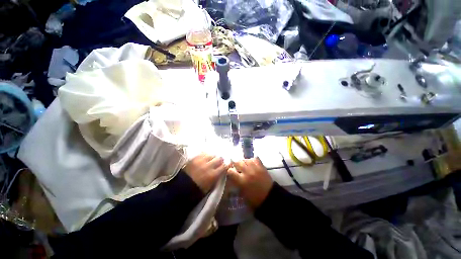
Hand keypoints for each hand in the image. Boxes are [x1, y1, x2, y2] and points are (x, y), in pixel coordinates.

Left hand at [183, 154, 227, 192]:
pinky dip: (206, 155)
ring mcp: (200, 161)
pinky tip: (205, 157)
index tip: (227, 165)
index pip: (224, 166)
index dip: (227, 165)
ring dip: (213, 157)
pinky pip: (203, 153)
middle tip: (219, 162)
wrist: (181, 188)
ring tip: (212, 159)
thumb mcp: (210, 186)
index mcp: (213, 175)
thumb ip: (217, 177)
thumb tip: (223, 170)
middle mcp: (208, 166)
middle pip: (219, 158)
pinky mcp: (194, 158)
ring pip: (211, 154)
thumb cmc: (197, 190)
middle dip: (220, 160)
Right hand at [227, 157, 272, 207]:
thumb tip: (232, 176)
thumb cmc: (254, 199)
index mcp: (242, 181)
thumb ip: (236, 183)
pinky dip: (252, 160)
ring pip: (246, 159)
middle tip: (237, 168)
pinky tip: (251, 164)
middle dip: (235, 164)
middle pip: (237, 162)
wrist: (269, 197)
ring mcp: (255, 168)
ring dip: (243, 162)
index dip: (230, 171)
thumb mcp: (242, 193)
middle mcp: (247, 172)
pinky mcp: (261, 167)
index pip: (231, 171)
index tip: (231, 172)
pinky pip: (255, 159)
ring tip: (244, 165)